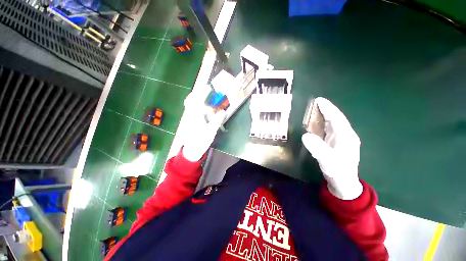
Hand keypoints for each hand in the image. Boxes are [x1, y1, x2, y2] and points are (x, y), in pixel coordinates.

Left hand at [182, 87, 226, 161]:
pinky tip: (205, 114)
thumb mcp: (211, 131)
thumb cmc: (200, 141)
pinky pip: (192, 111)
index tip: (208, 87)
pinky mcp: (188, 122)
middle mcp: (189, 114)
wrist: (191, 150)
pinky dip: (198, 109)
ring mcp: (188, 118)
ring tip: (208, 106)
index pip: (197, 99)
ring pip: (191, 105)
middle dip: (198, 94)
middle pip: (190, 100)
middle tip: (206, 92)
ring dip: (199, 102)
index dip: (202, 92)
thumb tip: (222, 111)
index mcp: (195, 114)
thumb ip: (217, 120)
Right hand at [302, 97, 362, 199]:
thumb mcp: (327, 161)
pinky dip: (327, 126)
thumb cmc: (338, 173)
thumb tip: (305, 135)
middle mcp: (347, 135)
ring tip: (316, 111)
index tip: (318, 100)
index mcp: (346, 136)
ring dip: (327, 117)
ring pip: (336, 124)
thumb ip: (317, 148)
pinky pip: (334, 131)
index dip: (328, 108)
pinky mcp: (341, 146)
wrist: (345, 185)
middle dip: (327, 111)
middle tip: (315, 104)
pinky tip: (321, 126)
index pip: (337, 118)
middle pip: (337, 119)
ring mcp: (345, 140)